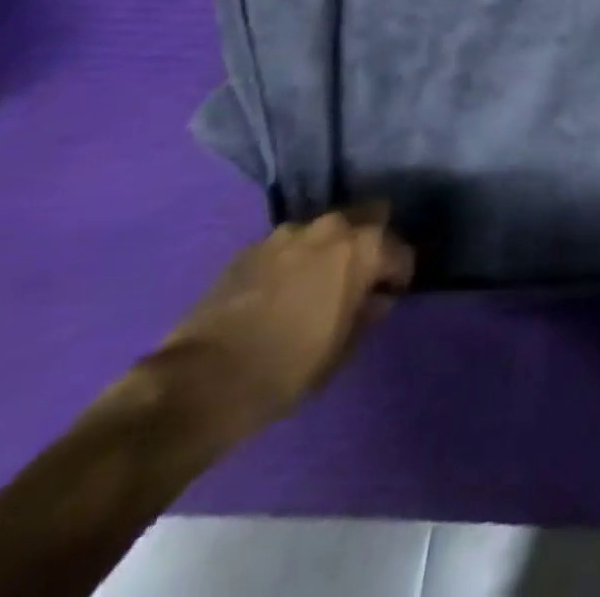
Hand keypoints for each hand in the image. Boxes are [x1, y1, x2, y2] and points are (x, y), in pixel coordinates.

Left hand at [147, 205, 413, 445]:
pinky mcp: (250, 248)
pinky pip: (288, 245)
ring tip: (316, 283)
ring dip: (329, 248)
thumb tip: (375, 300)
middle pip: (370, 217)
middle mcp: (332, 227)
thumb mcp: (341, 350)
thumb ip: (367, 315)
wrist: (197, 383)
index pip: (401, 252)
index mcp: (365, 247)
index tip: (387, 298)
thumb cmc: (285, 368)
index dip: (398, 277)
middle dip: (370, 242)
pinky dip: (294, 260)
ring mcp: (287, 233)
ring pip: (326, 229)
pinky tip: (281, 290)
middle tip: (358, 276)